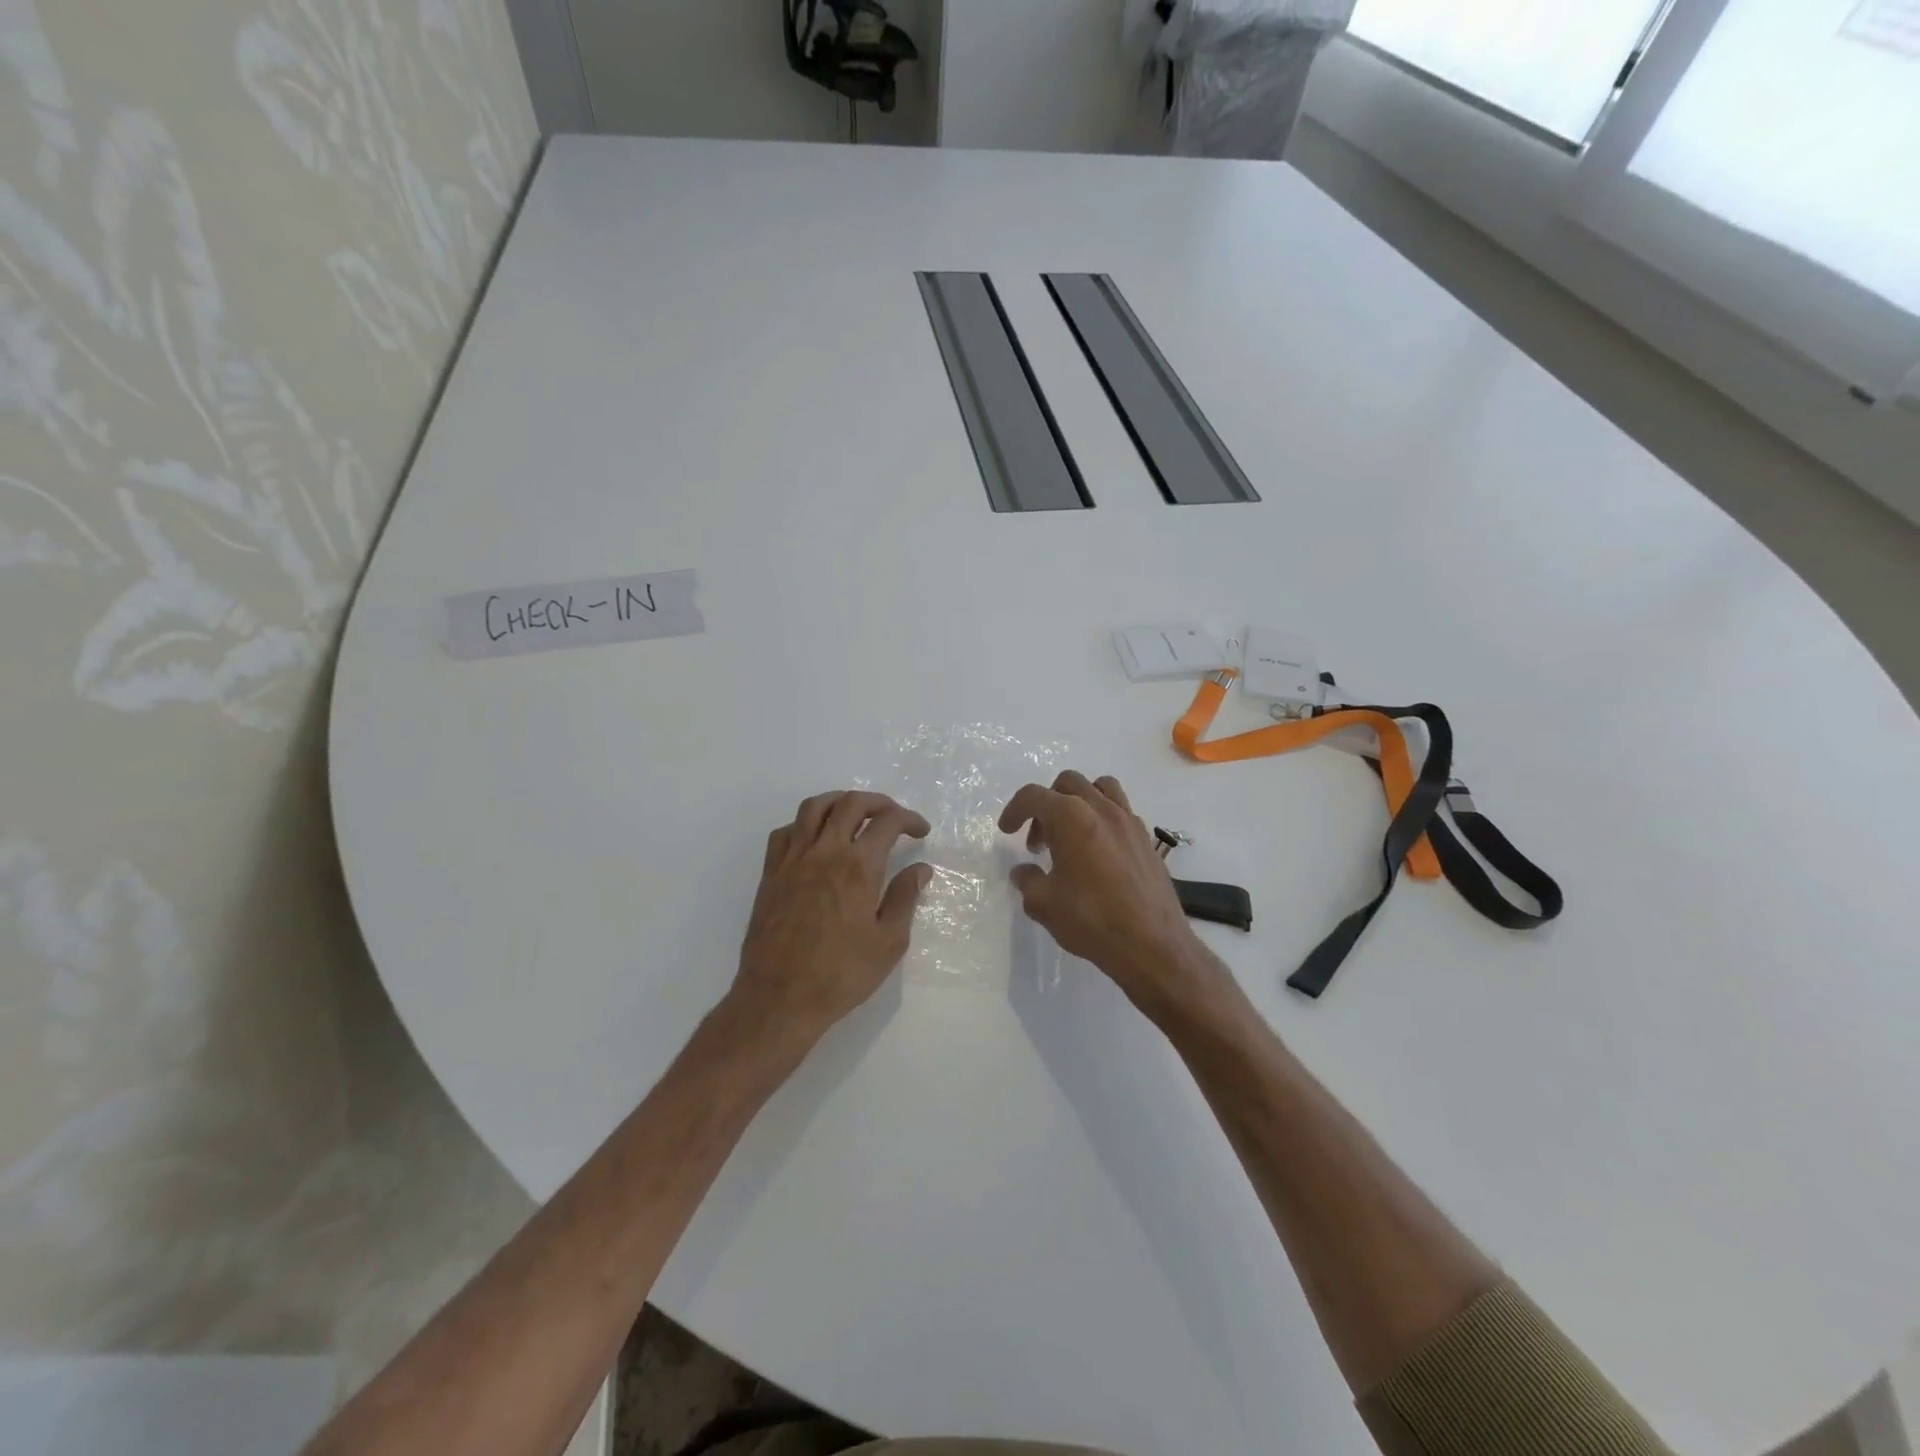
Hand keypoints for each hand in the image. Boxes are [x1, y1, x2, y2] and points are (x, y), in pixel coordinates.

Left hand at [731, 791, 932, 1045]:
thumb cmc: (841, 975)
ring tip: (855, 813)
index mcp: (858, 867)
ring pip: (815, 807)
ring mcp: (793, 859)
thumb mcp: (888, 943)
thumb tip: (920, 869)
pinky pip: (786, 831)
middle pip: (851, 803)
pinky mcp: (771, 873)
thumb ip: (904, 898)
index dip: (909, 819)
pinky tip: (816, 839)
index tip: (920, 831)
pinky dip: (805, 824)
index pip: (887, 822)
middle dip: (878, 802)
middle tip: (893, 818)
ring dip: (840, 801)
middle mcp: (825, 852)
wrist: (779, 999)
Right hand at [998, 771, 1214, 1016]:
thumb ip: (1028, 881)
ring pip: (1100, 788)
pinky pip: (1120, 810)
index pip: (1034, 796)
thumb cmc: (1092, 920)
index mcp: (1071, 817)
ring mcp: (1129, 821)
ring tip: (1071, 834)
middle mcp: (1102, 809)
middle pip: (1067, 783)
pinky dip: (1103, 818)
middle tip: (1039, 841)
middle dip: (1046, 805)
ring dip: (1079, 802)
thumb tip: (1024, 872)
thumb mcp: (1044, 904)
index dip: (1014, 810)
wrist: (1152, 944)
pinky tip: (1097, 852)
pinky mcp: (1146, 839)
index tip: (1007, 831)